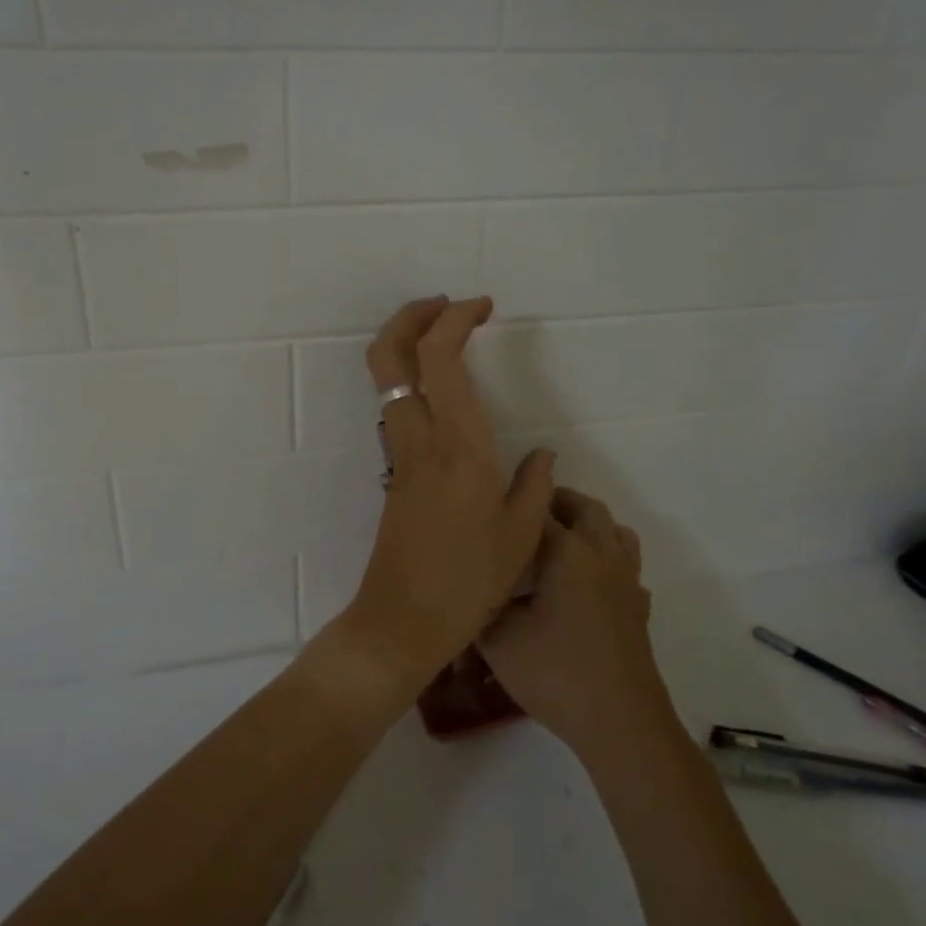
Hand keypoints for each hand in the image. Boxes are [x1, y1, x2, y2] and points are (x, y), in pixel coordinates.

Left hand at [343, 295, 555, 688]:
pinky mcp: (393, 472)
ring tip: (446, 338)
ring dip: (406, 344)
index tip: (483, 306)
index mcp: (458, 445)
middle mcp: (419, 438)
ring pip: (384, 379)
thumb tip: (541, 453)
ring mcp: (399, 454)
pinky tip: (442, 392)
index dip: (455, 319)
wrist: (403, 620)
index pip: (439, 358)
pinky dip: (411, 379)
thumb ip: (535, 484)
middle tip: (445, 305)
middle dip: (410, 316)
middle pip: (389, 355)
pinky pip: (395, 407)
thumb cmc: (468, 581)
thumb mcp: (522, 535)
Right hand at [480, 487, 666, 754]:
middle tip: (525, 515)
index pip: (539, 509)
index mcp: (568, 552)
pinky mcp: (638, 609)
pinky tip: (587, 586)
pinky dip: (607, 562)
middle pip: (586, 508)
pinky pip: (626, 568)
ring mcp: (626, 582)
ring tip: (559, 541)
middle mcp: (602, 555)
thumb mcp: (499, 640)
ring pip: (615, 532)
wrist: (620, 722)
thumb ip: (479, 605)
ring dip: (589, 526)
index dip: (514, 502)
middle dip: (556, 502)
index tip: (492, 505)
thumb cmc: (556, 673)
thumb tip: (466, 588)